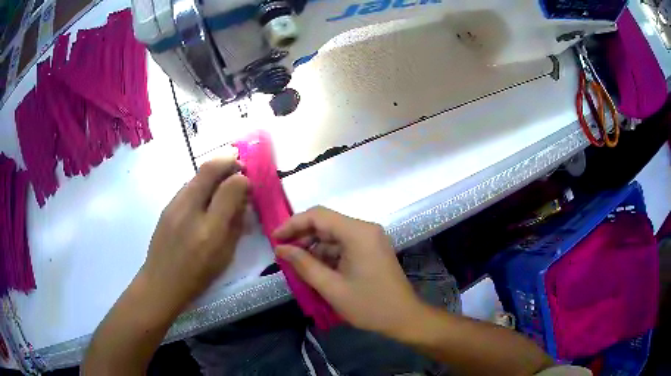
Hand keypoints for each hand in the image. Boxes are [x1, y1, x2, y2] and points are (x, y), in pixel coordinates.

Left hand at [140, 156, 249, 313]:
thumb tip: (243, 201)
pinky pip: (188, 186)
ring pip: (197, 174)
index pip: (230, 188)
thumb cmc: (198, 275)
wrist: (161, 281)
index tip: (248, 183)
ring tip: (223, 181)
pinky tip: (205, 197)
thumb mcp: (226, 255)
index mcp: (210, 229)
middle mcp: (190, 210)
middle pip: (209, 169)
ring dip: (214, 171)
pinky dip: (201, 183)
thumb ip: (236, 225)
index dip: (243, 179)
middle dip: (228, 161)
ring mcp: (174, 205)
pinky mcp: (167, 206)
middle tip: (238, 166)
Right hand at [273, 207, 424, 338]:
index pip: (318, 216)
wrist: (404, 318)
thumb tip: (280, 248)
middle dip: (302, 237)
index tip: (275, 238)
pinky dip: (327, 255)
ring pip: (333, 236)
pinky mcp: (371, 250)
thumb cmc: (369, 305)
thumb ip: (304, 264)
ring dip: (314, 248)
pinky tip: (315, 269)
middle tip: (281, 253)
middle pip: (326, 223)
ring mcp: (370, 239)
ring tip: (295, 264)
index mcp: (358, 233)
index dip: (293, 224)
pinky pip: (343, 245)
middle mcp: (365, 229)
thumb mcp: (331, 287)